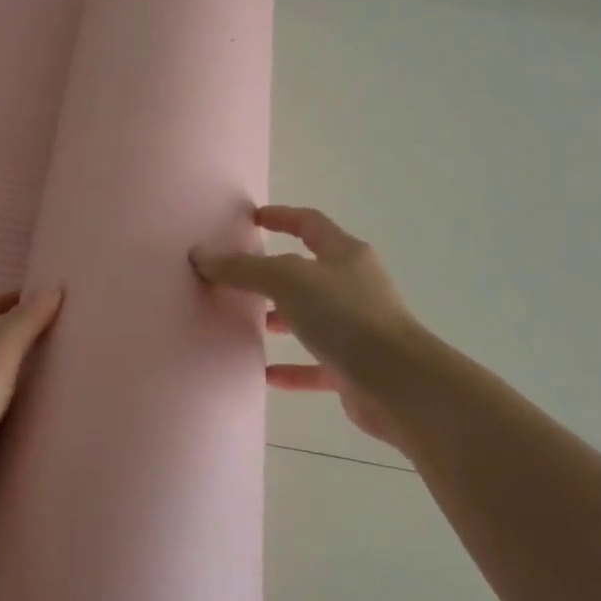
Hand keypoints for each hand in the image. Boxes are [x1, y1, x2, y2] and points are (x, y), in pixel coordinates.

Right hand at [192, 206, 422, 448]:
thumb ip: (244, 269)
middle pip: (309, 272)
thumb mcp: (287, 281)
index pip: (310, 224)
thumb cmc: (345, 317)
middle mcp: (354, 286)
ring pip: (311, 317)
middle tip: (238, 277)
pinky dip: (291, 367)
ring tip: (245, 323)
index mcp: (345, 255)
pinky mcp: (355, 368)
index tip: (253, 218)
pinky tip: (264, 374)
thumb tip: (201, 255)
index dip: (281, 217)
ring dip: (281, 319)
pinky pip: (316, 363)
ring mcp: (357, 328)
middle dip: (274, 273)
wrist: (399, 384)